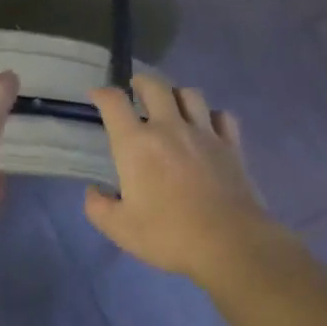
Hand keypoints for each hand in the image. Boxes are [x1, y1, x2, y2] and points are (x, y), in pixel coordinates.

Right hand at [85, 72, 282, 282]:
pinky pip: (222, 116)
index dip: (102, 94)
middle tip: (135, 90)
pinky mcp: (232, 145)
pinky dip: (211, 115)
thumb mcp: (119, 229)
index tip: (96, 96)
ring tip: (172, 105)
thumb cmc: (168, 235)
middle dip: (141, 82)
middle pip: (155, 86)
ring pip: (190, 94)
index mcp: (136, 145)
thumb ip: (98, 207)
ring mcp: (204, 133)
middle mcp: (169, 128)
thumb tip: (95, 191)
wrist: (229, 243)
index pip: (114, 103)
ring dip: (176, 94)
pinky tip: (207, 127)